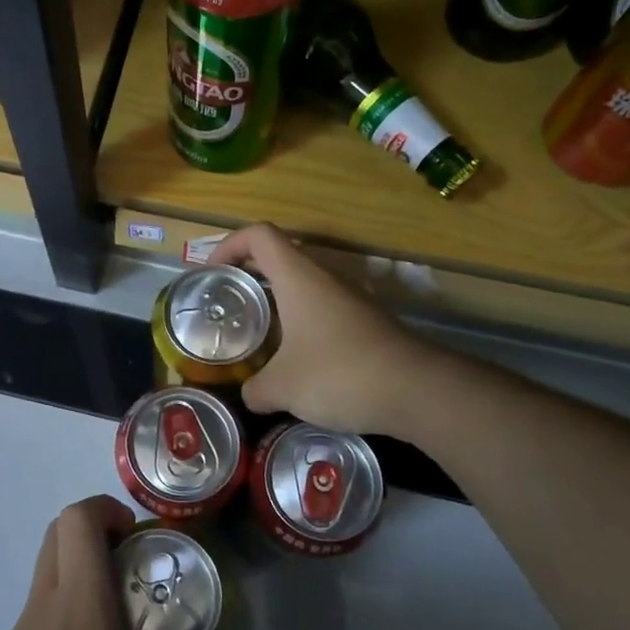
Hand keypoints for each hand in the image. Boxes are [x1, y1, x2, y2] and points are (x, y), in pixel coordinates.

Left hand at [0, 496, 188, 629]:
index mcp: (79, 605)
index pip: (77, 520)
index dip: (107, 509)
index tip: (136, 537)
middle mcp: (43, 606)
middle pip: (57, 533)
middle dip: (95, 530)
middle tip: (132, 564)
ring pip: (46, 569)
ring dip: (81, 569)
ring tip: (118, 616)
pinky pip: (41, 608)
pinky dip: (68, 605)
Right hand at [209, 224, 430, 436]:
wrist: (417, 390)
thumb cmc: (339, 373)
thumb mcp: (283, 387)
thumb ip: (256, 389)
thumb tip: (248, 395)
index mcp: (298, 277)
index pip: (259, 235)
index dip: (229, 244)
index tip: (212, 273)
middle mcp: (324, 277)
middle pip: (280, 255)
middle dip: (249, 273)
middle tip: (228, 302)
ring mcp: (349, 298)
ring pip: (303, 283)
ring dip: (277, 298)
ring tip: (256, 332)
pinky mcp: (366, 321)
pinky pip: (323, 308)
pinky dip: (301, 320)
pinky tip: (295, 357)